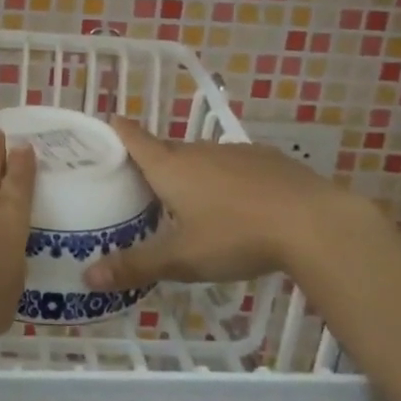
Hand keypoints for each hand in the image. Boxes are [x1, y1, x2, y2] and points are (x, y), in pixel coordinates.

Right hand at [86, 118, 370, 292]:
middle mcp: (199, 151)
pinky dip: (227, 180)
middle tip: (141, 185)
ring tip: (190, 202)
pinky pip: (235, 166)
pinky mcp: (269, 160)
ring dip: (192, 173)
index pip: (134, 138)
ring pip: (203, 158)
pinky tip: (239, 205)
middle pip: (167, 150)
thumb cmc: (236, 236)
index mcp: (171, 167)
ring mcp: (236, 152)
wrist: (315, 223)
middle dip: (153, 162)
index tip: (106, 124)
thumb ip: (135, 266)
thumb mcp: (182, 259)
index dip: (117, 130)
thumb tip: (86, 277)